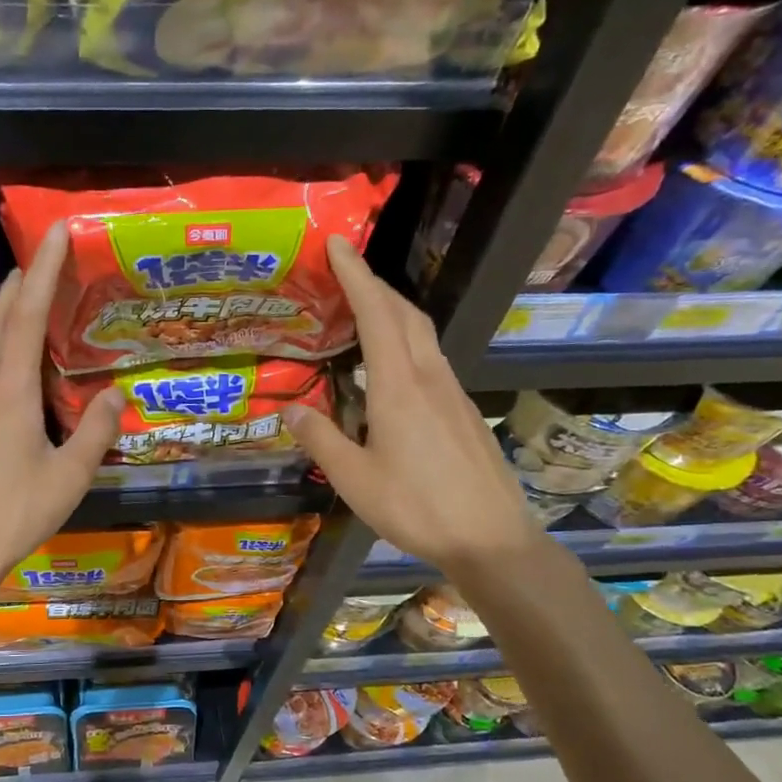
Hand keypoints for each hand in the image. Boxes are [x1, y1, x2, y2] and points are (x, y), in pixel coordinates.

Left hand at [0, 222, 124, 600]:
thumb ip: (96, 432)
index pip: (25, 317)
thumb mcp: (70, 477)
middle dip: (16, 286)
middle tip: (39, 266)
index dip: (42, 271)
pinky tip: (10, 376)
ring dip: (2, 318)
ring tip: (26, 309)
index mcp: (11, 394)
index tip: (55, 232)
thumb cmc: (15, 514)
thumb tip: (116, 395)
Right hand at [284, 237, 542, 578]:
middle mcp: (430, 378)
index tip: (338, 244)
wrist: (490, 537)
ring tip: (365, 313)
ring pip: (423, 336)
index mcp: (399, 387)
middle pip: (406, 314)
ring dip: (394, 313)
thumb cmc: (416, 508)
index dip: (356, 275)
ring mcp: (453, 394)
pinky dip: (406, 344)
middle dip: (376, 286)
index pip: (377, 314)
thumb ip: (322, 439)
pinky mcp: (463, 413)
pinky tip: (391, 370)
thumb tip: (292, 410)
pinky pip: (431, 360)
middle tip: (346, 274)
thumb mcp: (354, 480)